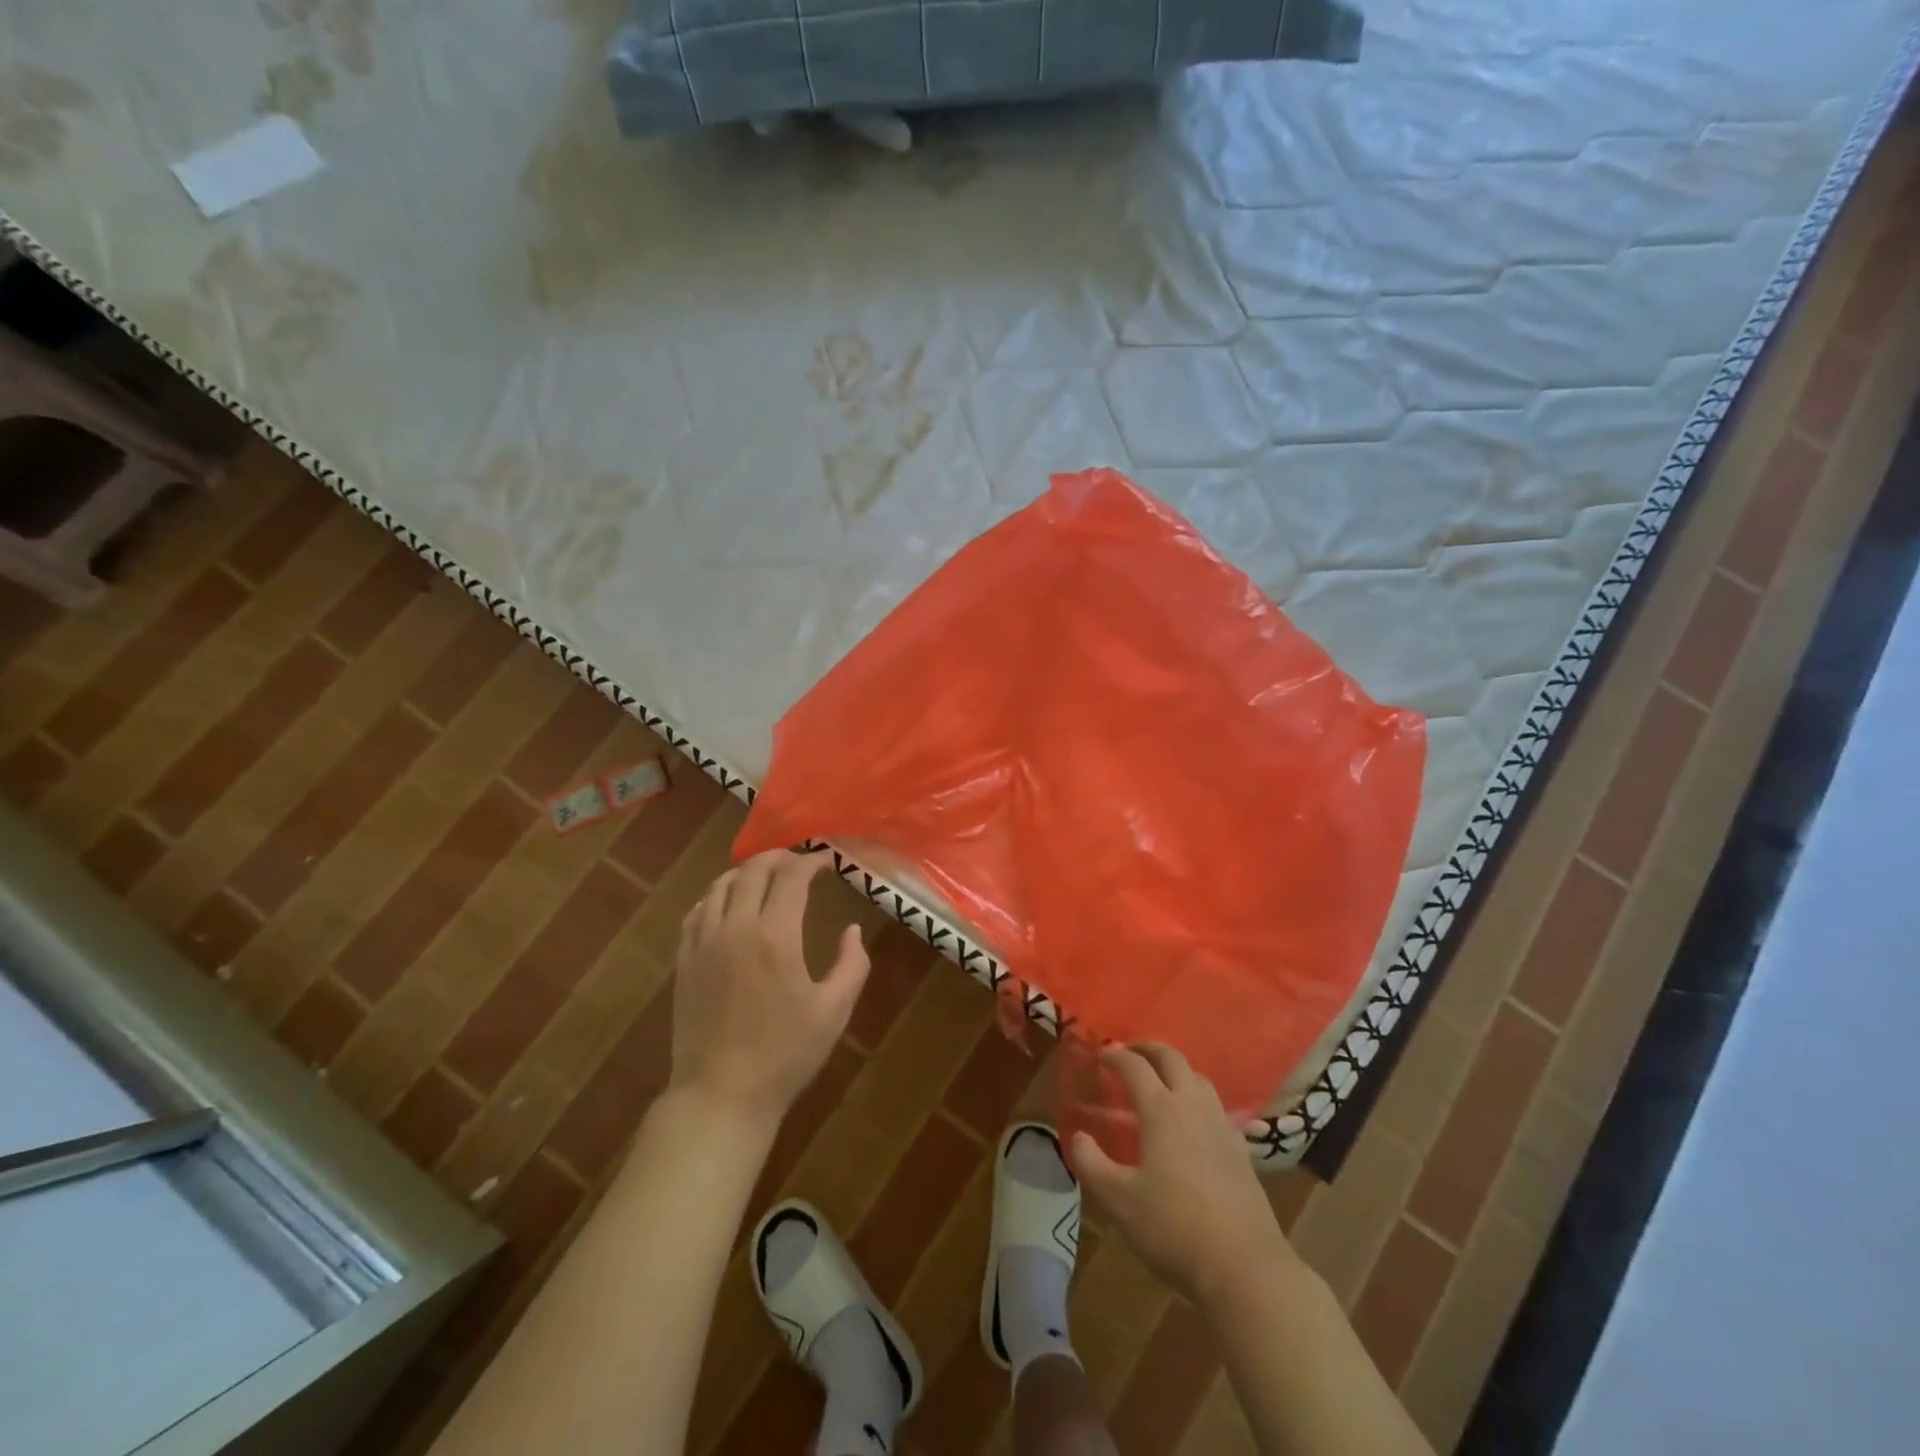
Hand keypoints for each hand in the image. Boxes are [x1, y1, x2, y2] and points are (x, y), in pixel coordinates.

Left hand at [670, 850, 869, 1129]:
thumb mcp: (834, 1011)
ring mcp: (703, 943)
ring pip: (720, 886)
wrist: (721, 1095)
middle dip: (778, 858)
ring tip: (764, 877)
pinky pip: (697, 912)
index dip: (811, 863)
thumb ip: (852, 964)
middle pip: (752, 871)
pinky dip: (716, 896)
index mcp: (776, 937)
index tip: (826, 863)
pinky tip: (728, 905)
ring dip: (746, 872)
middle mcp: (736, 928)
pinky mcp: (684, 961)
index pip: (791, 878)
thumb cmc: (785, 1055)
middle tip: (798, 863)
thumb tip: (852, 930)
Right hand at [1070, 1043, 1291, 1309]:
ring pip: (1199, 1079)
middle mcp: (1193, 1106)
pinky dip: (1199, 1101)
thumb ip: (1091, 1164)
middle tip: (1132, 1052)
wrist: (1245, 1266)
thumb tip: (1079, 1136)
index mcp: (1161, 1110)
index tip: (1101, 1055)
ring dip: (1177, 1070)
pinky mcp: (1242, 1151)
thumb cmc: (1174, 1227)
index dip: (1116, 1056)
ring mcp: (1222, 1126)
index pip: (1135, 1067)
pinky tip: (1195, 1123)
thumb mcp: (1119, 1200)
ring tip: (1162, 1081)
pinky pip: (1218, 1108)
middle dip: (1149, 1049)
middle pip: (1173, 1059)